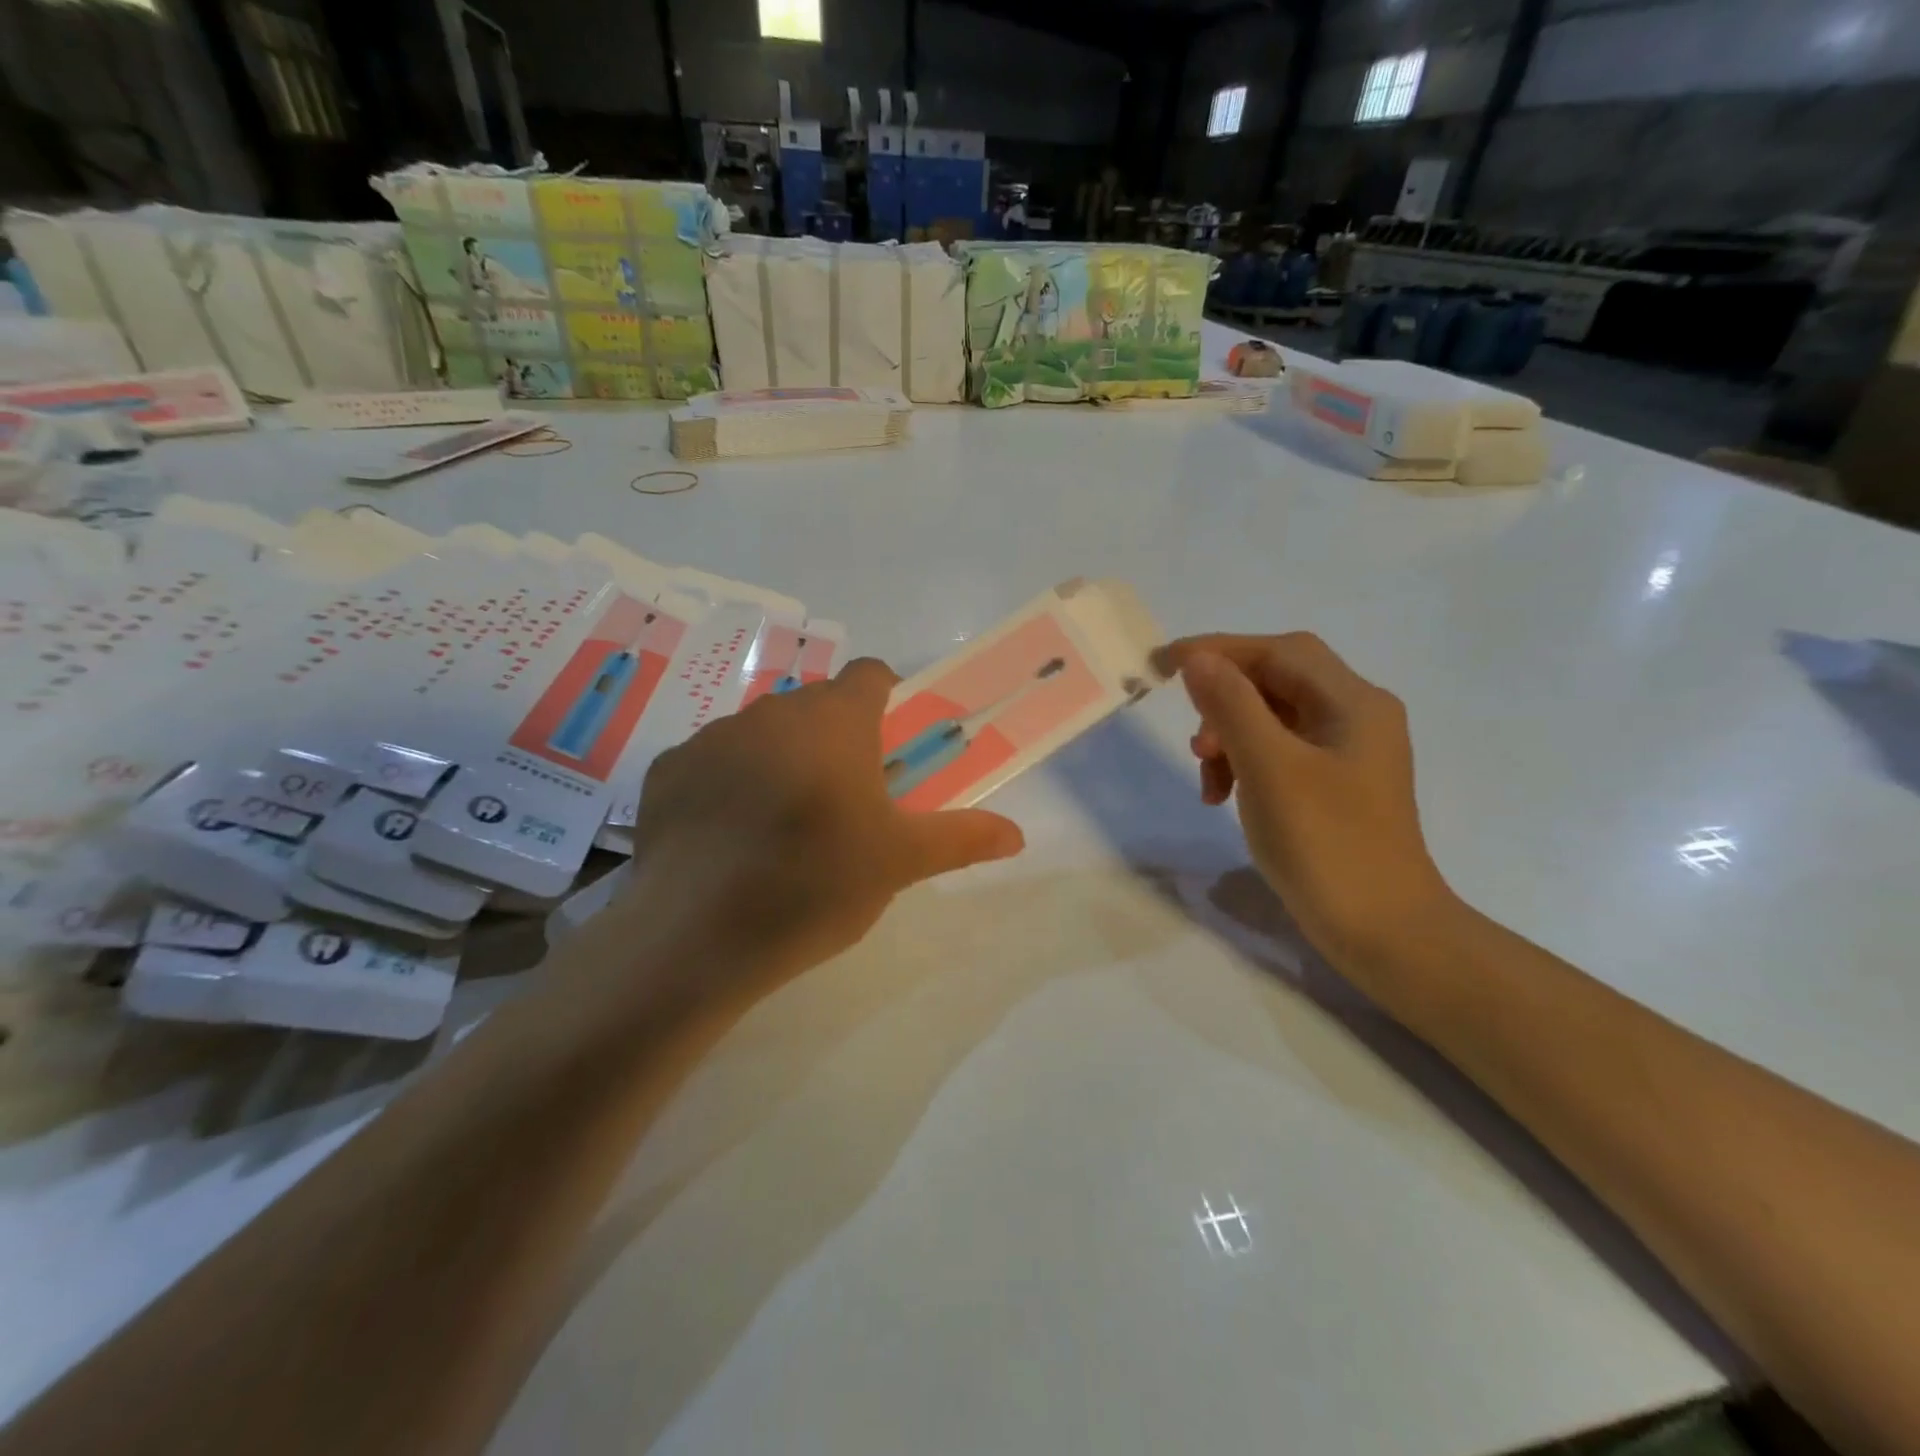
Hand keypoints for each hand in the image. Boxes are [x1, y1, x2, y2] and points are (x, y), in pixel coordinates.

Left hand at [604, 658, 1024, 994]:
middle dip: (836, 738)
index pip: (871, 675)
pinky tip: (727, 839)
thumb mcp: (900, 863)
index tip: (890, 749)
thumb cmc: (816, 884)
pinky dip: (727, 784)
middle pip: (816, 706)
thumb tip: (1018, 835)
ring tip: (783, 826)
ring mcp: (712, 736)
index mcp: (835, 720)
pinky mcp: (666, 770)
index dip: (887, 701)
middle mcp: (772, 711)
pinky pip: (712, 762)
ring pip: (762, 732)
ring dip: (781, 759)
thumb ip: (962, 838)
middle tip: (845, 800)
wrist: (697, 934)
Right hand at [1154, 633, 1456, 975]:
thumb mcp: (1270, 768)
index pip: (1279, 652)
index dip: (1220, 650)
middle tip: (1194, 739)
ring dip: (1230, 737)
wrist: (1385, 933)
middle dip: (1225, 701)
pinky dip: (1245, 763)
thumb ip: (1232, 707)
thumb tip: (1197, 659)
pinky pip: (1279, 752)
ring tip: (1207, 778)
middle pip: (1277, 681)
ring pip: (1273, 718)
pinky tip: (1224, 795)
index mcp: (1353, 703)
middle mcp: (1356, 716)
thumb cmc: (1327, 845)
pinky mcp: (1334, 785)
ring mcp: (1347, 752)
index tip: (1164, 665)